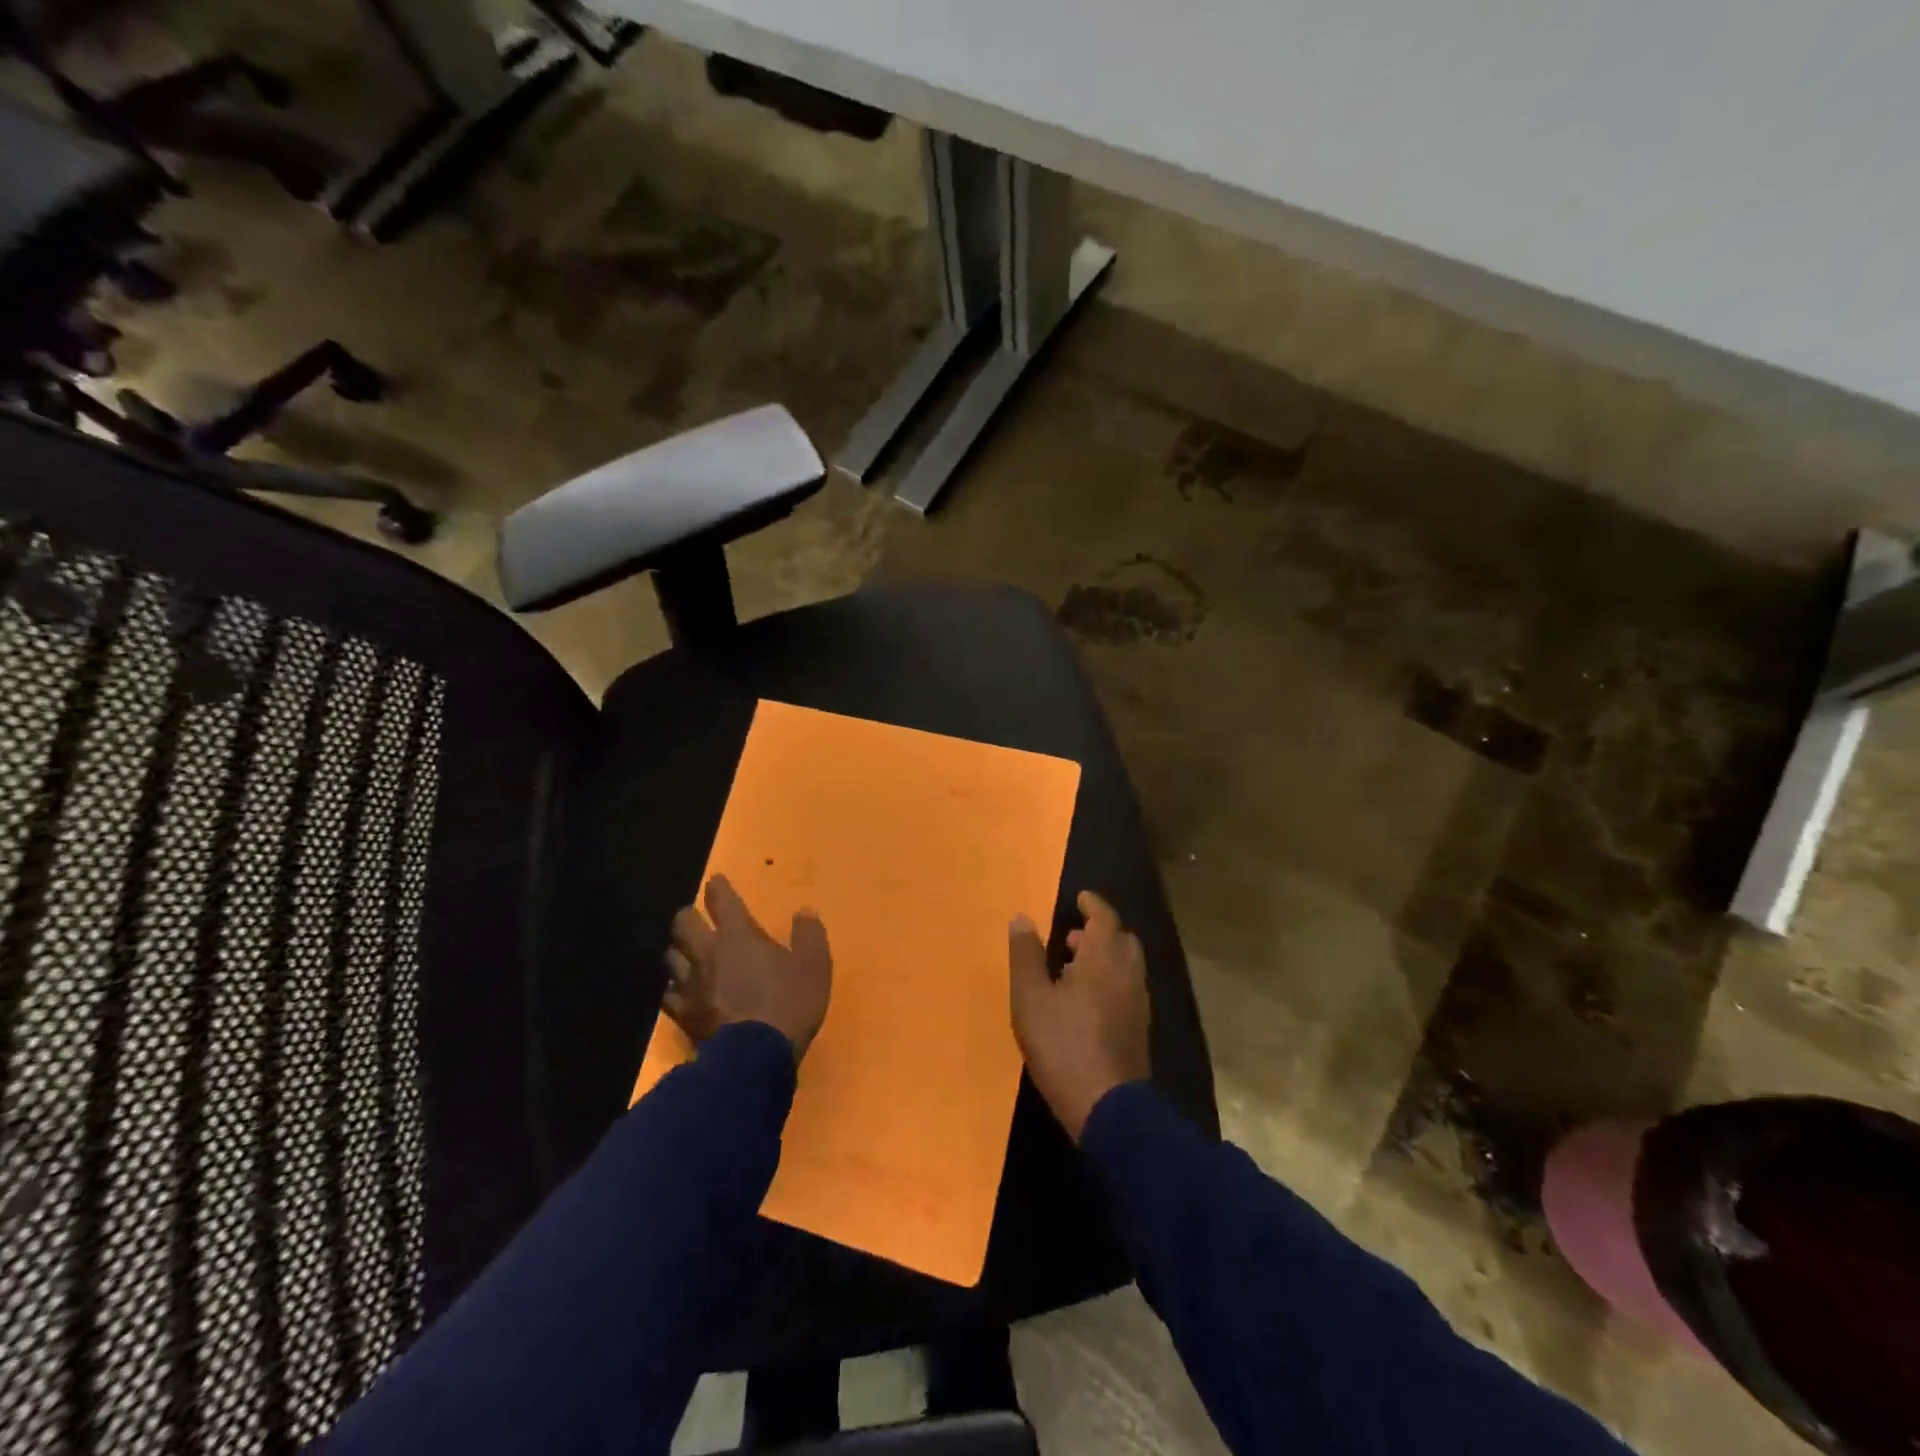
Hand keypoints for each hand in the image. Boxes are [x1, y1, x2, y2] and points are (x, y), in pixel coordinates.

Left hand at [664, 875, 832, 1059]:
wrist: (755, 1057)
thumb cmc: (788, 1003)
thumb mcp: (814, 966)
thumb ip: (809, 935)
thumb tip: (804, 912)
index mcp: (738, 936)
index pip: (721, 900)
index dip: (718, 888)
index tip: (716, 881)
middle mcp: (707, 953)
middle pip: (683, 923)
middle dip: (688, 915)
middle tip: (697, 918)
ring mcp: (690, 985)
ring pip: (670, 956)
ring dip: (678, 950)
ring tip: (686, 953)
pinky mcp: (683, 1014)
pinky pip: (668, 994)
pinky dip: (674, 987)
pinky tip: (681, 991)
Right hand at [1008, 891, 1150, 1140]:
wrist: (1106, 1106)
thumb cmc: (1063, 1044)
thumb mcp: (1030, 997)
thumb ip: (1026, 955)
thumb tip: (1022, 917)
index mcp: (1103, 958)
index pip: (1105, 918)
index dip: (1093, 904)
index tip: (1080, 897)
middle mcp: (1128, 973)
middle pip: (1121, 939)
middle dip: (1100, 931)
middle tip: (1072, 936)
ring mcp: (1138, 1002)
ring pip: (1127, 965)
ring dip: (1105, 956)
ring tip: (1073, 968)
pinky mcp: (1139, 1028)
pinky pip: (1127, 987)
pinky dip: (1111, 979)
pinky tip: (1087, 1001)